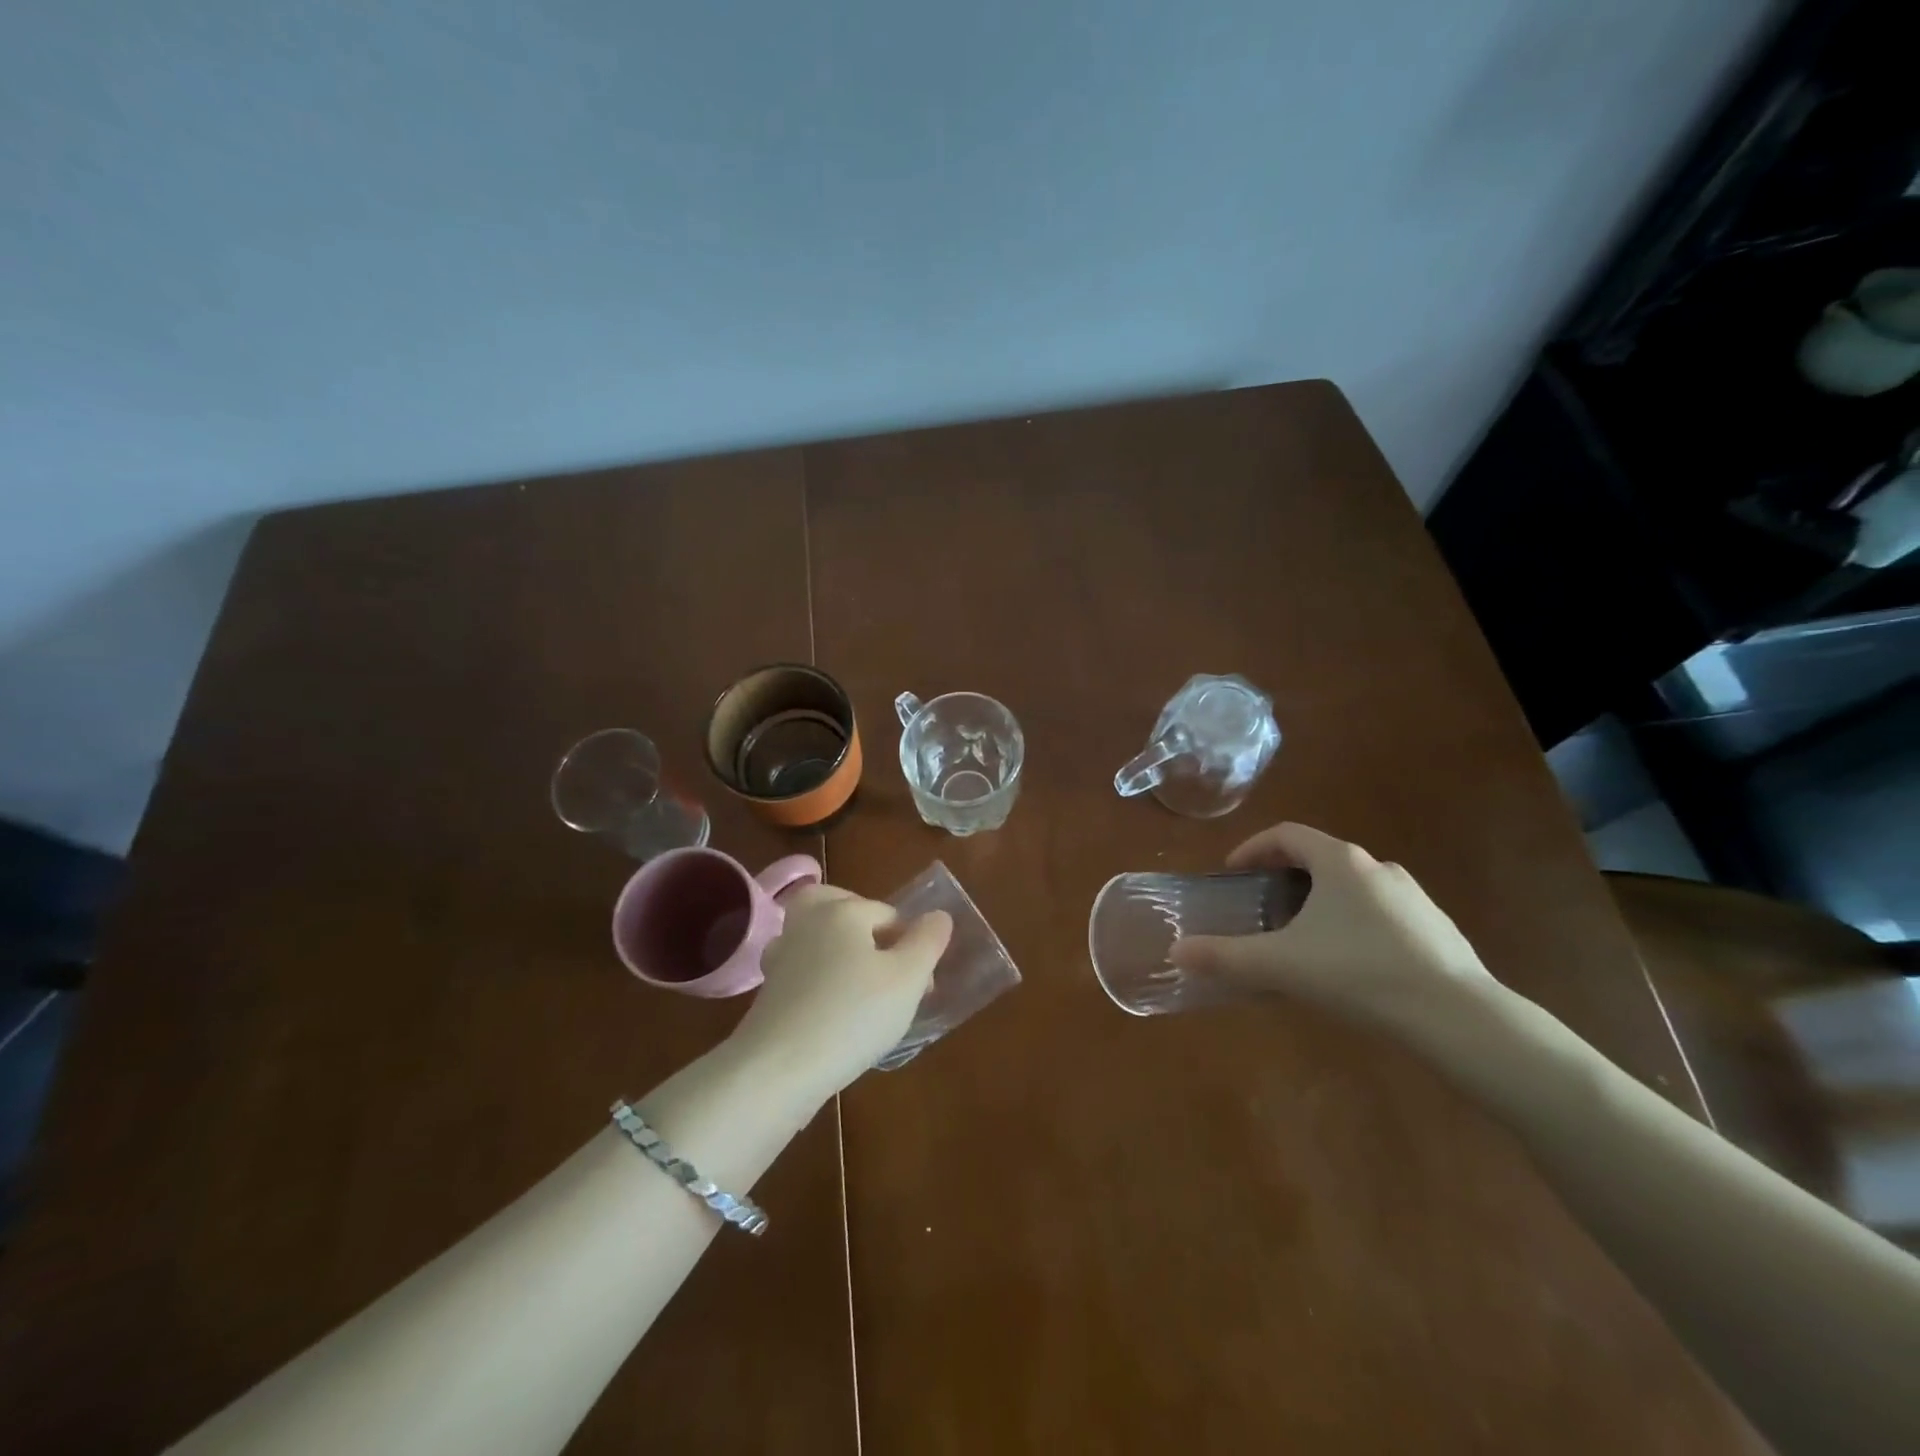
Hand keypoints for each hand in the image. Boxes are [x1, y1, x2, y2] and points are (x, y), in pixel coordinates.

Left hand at [729, 886, 952, 1100]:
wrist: (780, 1069)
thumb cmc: (853, 1015)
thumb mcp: (908, 979)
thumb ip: (927, 942)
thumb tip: (938, 915)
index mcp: (842, 910)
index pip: (887, 913)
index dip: (911, 945)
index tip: (920, 985)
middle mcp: (807, 922)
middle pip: (837, 905)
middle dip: (862, 924)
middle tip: (883, 959)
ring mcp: (781, 955)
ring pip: (815, 935)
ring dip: (838, 950)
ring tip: (861, 985)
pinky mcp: (768, 989)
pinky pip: (801, 968)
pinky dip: (817, 978)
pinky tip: (832, 1008)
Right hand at [1168, 822, 1493, 1040]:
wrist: (1457, 1017)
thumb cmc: (1357, 973)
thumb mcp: (1280, 965)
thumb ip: (1224, 957)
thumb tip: (1175, 952)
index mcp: (1339, 862)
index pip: (1287, 834)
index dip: (1253, 848)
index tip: (1233, 872)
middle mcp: (1377, 867)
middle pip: (1320, 858)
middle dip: (1285, 877)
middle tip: (1263, 908)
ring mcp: (1412, 896)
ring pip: (1353, 886)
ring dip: (1322, 901)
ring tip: (1304, 938)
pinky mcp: (1436, 927)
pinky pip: (1381, 913)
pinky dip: (1355, 924)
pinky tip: (1350, 965)